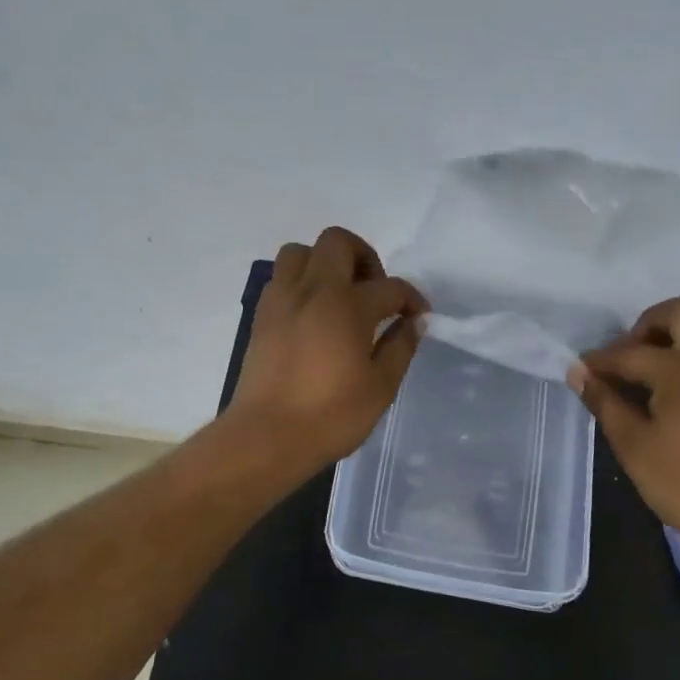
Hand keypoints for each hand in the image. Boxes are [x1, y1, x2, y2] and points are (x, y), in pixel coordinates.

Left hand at [228, 227, 428, 469]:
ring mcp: (282, 299)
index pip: (390, 286)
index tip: (418, 315)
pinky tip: (313, 314)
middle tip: (374, 291)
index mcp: (348, 306)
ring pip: (300, 252)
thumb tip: (413, 322)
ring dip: (325, 262)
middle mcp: (313, 290)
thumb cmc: (330, 415)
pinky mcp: (261, 315)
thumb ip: (400, 347)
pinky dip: (300, 283)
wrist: (265, 438)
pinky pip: (281, 278)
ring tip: (339, 295)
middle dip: (364, 257)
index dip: (411, 298)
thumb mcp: (381, 387)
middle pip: (338, 242)